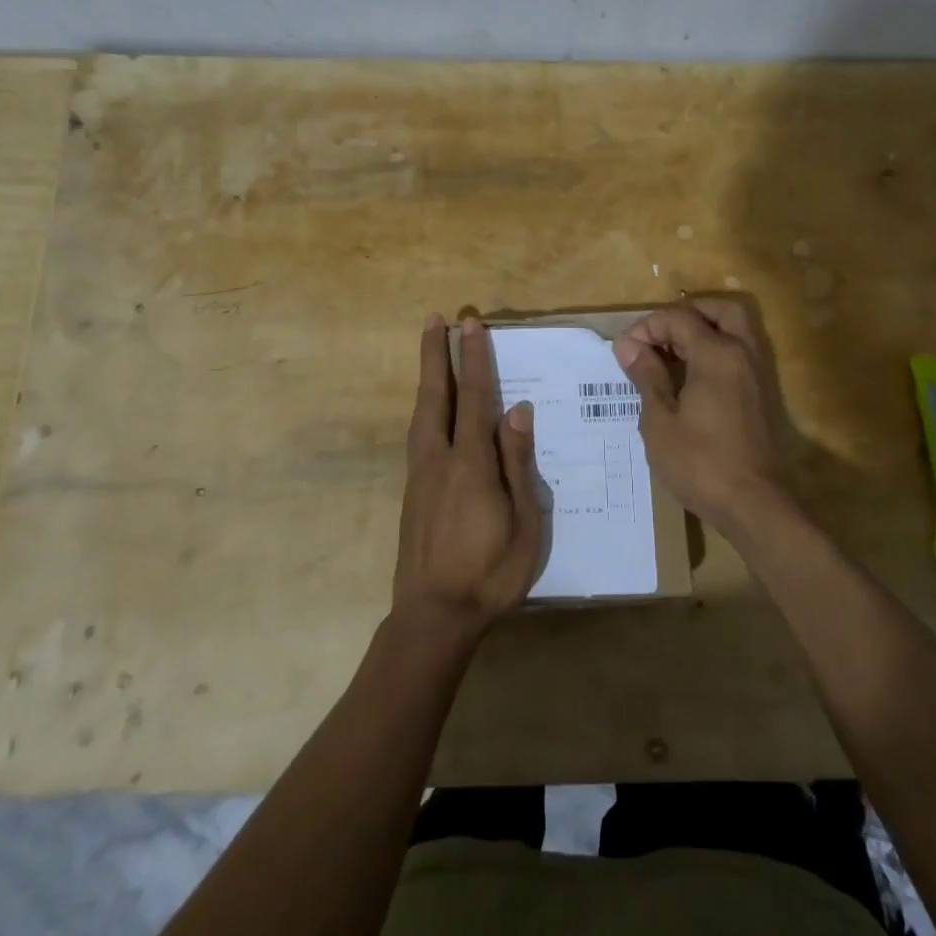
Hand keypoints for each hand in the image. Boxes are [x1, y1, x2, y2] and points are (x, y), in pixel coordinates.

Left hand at [396, 314, 543, 637]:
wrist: (433, 616)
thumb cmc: (490, 573)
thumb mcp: (524, 523)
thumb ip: (518, 464)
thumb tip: (518, 411)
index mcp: (470, 465)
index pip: (475, 399)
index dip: (475, 360)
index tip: (471, 326)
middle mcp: (439, 459)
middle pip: (436, 396)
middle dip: (437, 355)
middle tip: (436, 320)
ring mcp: (420, 474)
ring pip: (422, 412)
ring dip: (428, 376)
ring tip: (431, 349)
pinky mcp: (412, 490)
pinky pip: (419, 433)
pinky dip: (426, 406)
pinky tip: (432, 407)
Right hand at [612, 299, 797, 541]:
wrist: (752, 505)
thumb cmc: (699, 463)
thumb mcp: (659, 421)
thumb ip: (646, 376)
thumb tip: (628, 345)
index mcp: (717, 354)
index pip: (680, 318)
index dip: (648, 327)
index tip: (625, 351)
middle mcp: (743, 354)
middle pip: (720, 310)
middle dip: (686, 315)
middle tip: (658, 338)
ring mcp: (757, 374)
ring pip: (735, 330)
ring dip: (703, 331)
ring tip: (670, 357)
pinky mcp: (761, 395)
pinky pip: (739, 354)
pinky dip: (716, 351)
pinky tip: (689, 379)